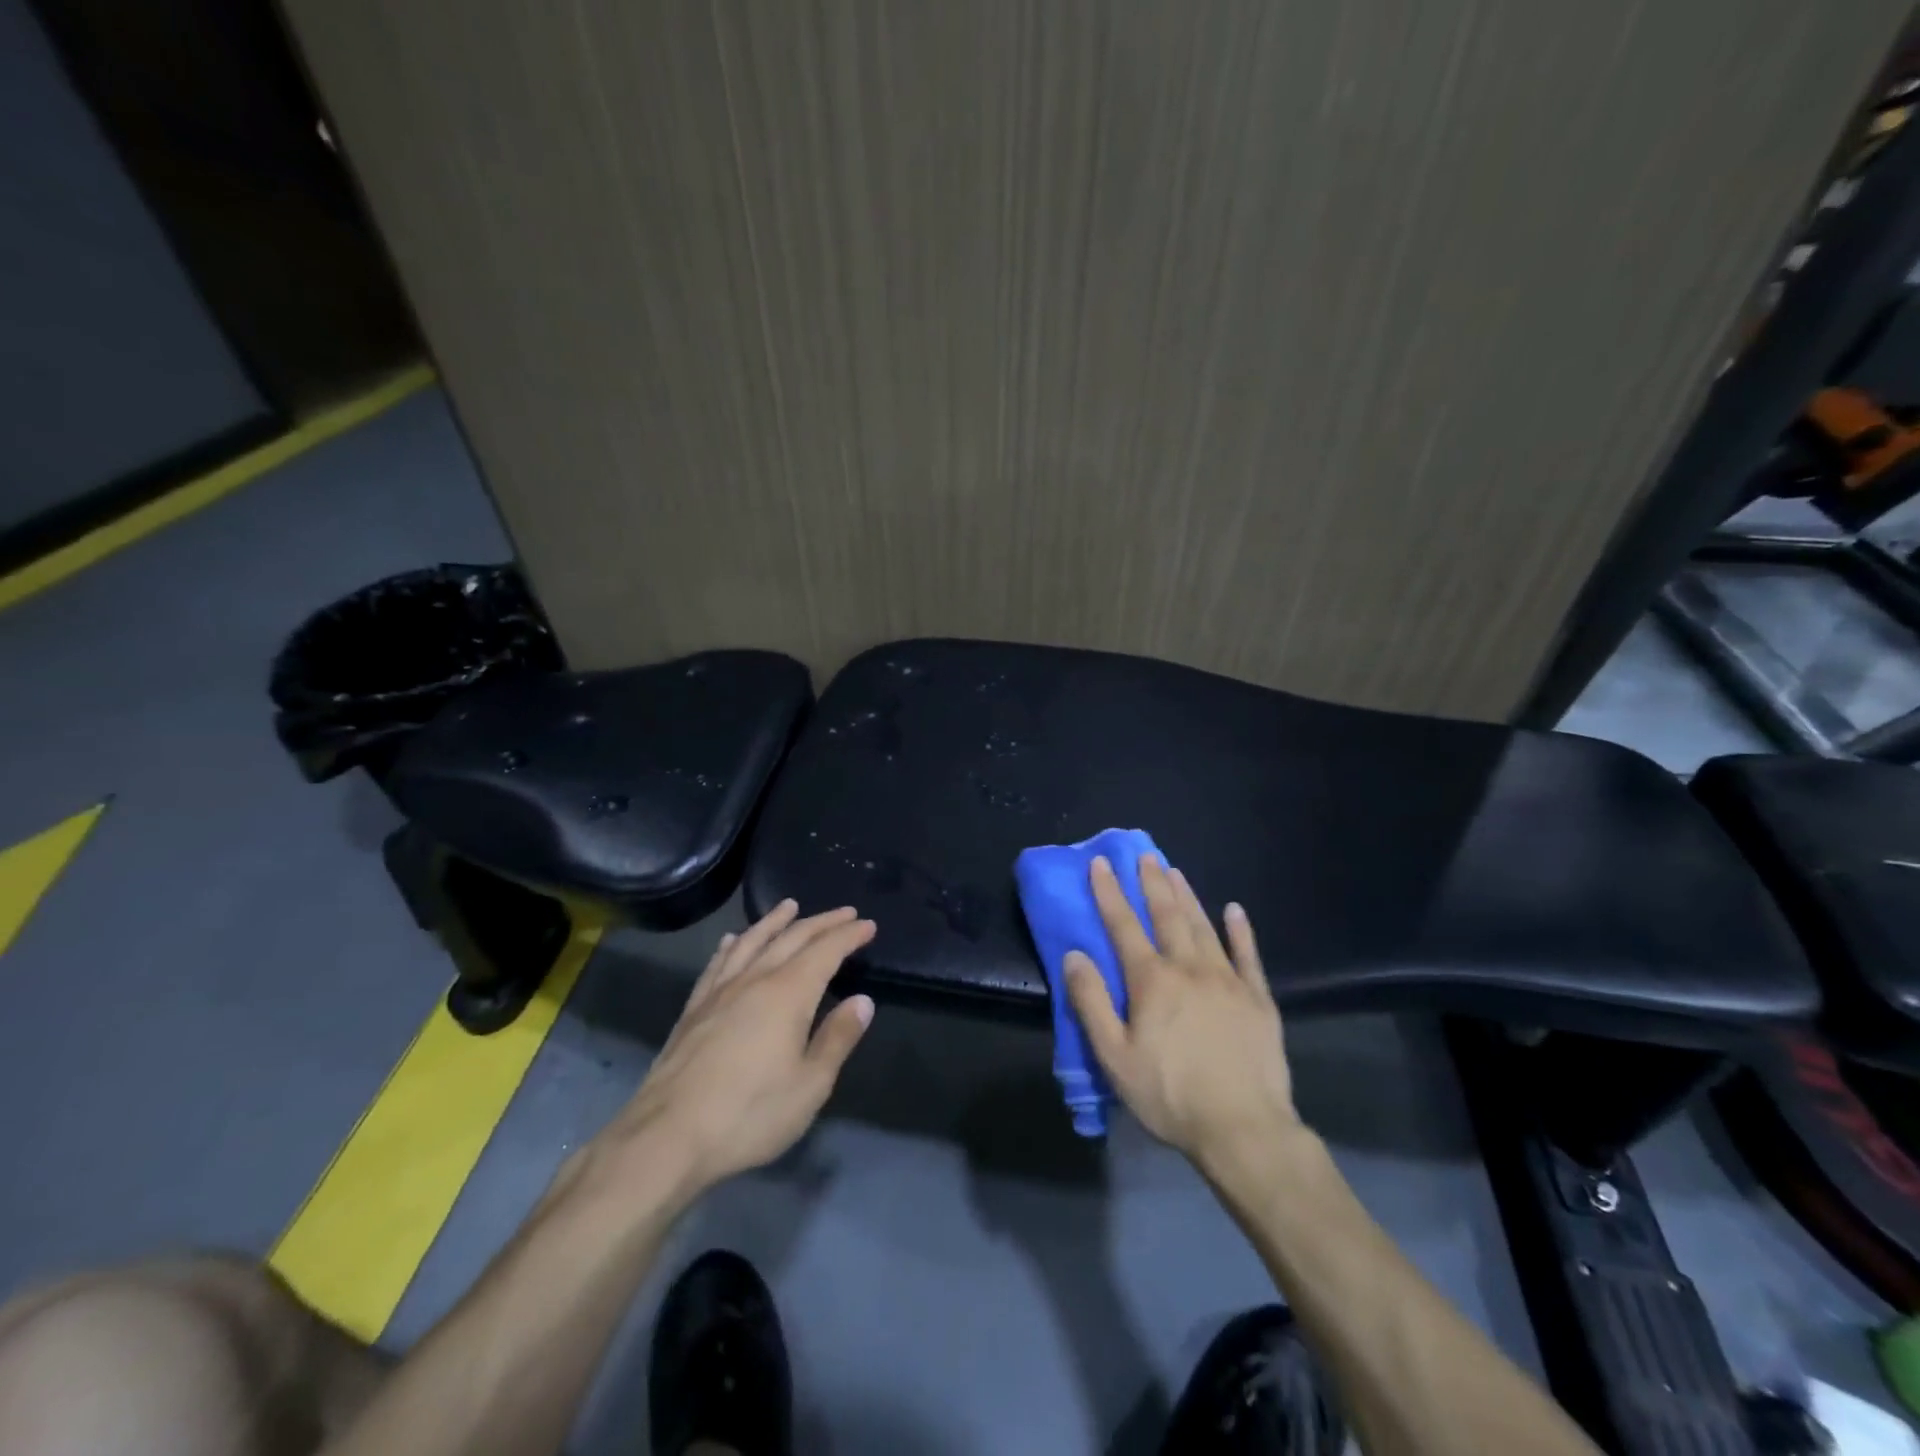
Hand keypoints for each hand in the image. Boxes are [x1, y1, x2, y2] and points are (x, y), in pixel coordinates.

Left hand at [598, 901, 875, 1197]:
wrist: (667, 1137)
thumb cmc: (749, 1114)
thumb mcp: (810, 1085)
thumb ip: (837, 1038)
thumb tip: (863, 1001)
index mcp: (788, 994)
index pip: (826, 951)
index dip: (848, 935)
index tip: (868, 925)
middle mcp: (755, 980)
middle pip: (792, 938)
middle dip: (822, 922)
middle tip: (845, 913)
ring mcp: (720, 991)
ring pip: (752, 942)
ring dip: (774, 921)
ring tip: (789, 906)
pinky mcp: (694, 1009)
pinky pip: (718, 963)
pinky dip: (731, 945)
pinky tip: (732, 940)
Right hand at [1064, 856, 1301, 1173]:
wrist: (1243, 1128)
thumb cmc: (1169, 1094)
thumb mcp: (1114, 1056)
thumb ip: (1092, 1002)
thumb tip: (1074, 955)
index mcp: (1152, 981)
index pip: (1124, 926)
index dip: (1110, 893)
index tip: (1101, 863)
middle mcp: (1189, 968)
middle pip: (1167, 916)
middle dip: (1152, 884)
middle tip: (1145, 856)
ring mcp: (1227, 980)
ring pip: (1203, 926)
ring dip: (1187, 897)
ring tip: (1175, 872)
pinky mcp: (1258, 999)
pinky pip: (1248, 955)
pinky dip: (1241, 931)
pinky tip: (1235, 911)